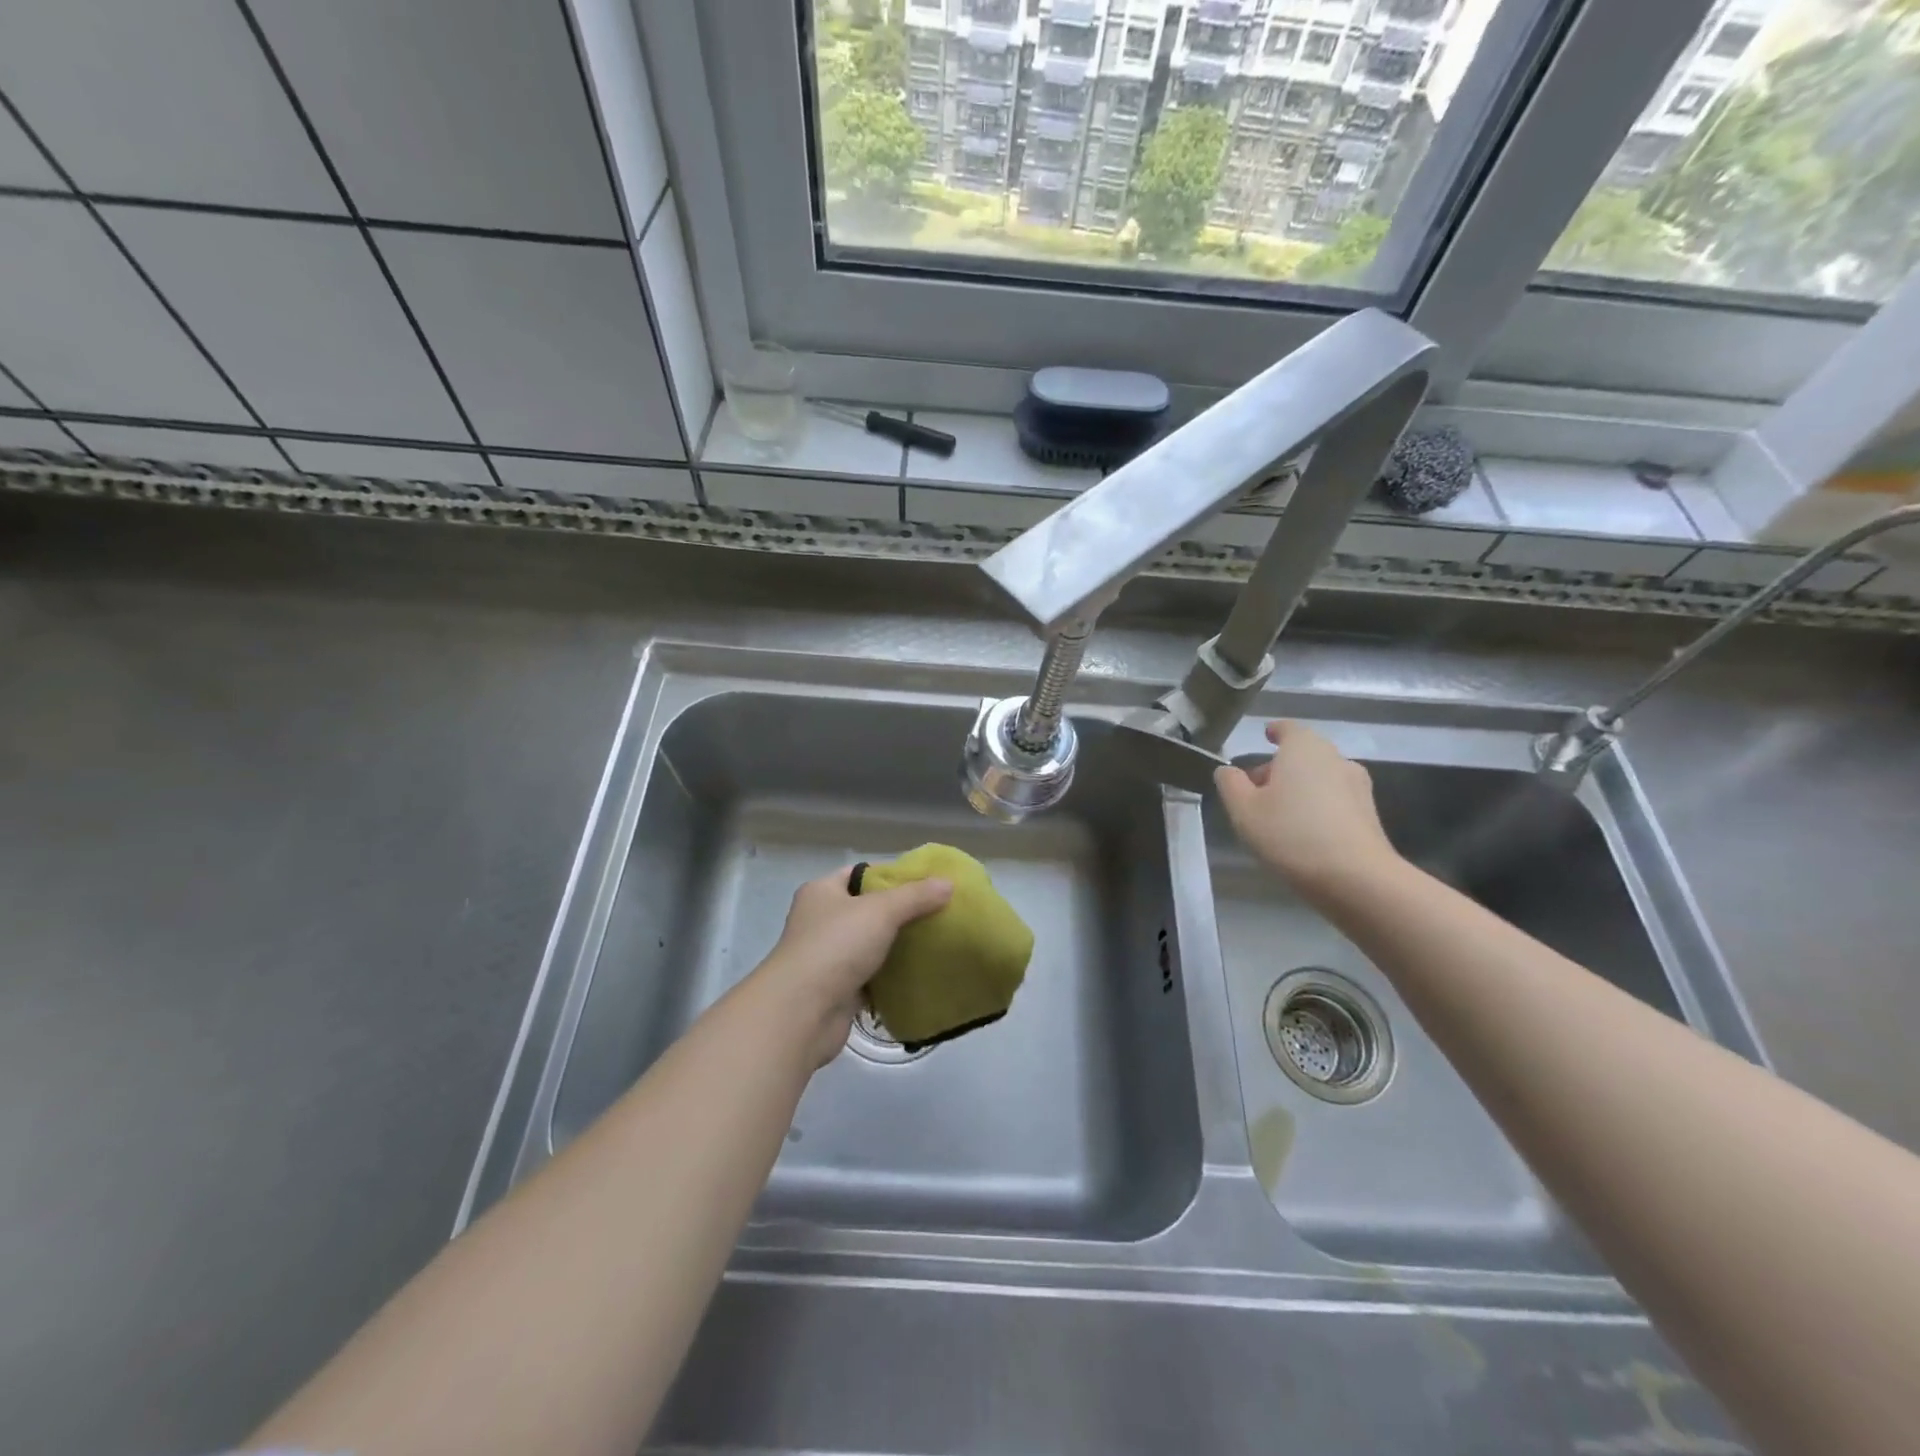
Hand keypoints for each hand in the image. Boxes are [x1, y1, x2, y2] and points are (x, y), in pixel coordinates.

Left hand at [750, 866, 952, 1067]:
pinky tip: (920, 974)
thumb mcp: (881, 911)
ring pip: (870, 945)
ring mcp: (827, 958)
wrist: (802, 1012)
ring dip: (896, 947)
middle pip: (867, 910)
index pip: (859, 874)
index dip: (891, 875)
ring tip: (935, 942)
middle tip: (937, 913)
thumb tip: (948, 883)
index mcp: (821, 892)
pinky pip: (870, 977)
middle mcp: (820, 921)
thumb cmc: (836, 946)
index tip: (925, 883)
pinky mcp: (837, 990)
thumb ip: (915, 896)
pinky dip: (890, 977)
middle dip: (900, 913)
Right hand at [1213, 721, 1399, 898]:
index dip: (1274, 731)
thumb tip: (1227, 770)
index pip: (1288, 728)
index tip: (1265, 737)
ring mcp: (1357, 786)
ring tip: (1277, 815)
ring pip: (1319, 777)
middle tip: (1255, 791)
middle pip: (1303, 754)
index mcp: (1304, 748)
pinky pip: (1334, 800)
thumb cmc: (1291, 834)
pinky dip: (1316, 806)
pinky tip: (1303, 832)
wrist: (1356, 878)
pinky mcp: (1369, 814)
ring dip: (1299, 788)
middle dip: (1279, 767)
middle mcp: (1335, 758)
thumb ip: (1230, 784)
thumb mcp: (1243, 810)